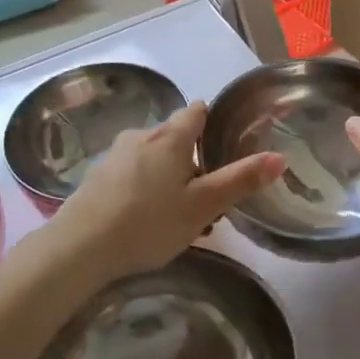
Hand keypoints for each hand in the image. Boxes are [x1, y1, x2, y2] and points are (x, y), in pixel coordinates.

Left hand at [52, 100, 284, 284]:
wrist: (79, 247)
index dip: (212, 124)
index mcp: (170, 136)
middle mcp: (141, 135)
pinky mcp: (96, 176)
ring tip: (177, 216)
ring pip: (151, 157)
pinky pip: (130, 173)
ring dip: (167, 177)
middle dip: (192, 160)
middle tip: (206, 198)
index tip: (224, 149)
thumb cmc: (149, 222)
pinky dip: (143, 188)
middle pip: (174, 137)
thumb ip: (240, 181)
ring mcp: (114, 155)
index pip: (197, 111)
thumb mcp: (202, 206)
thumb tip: (280, 157)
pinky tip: (145, 220)